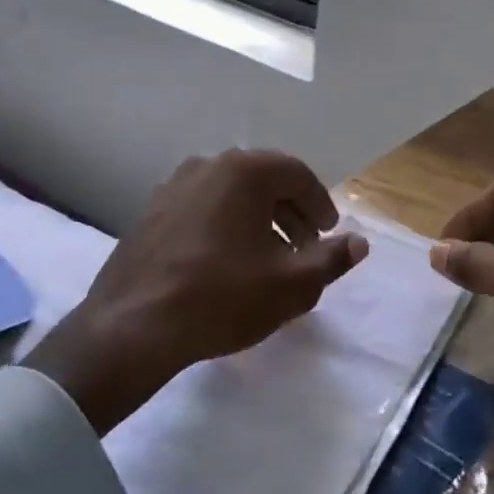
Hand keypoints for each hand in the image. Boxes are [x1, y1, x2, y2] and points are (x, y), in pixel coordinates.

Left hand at [30, 150, 368, 431]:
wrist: (133, 327)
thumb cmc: (222, 298)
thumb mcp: (292, 284)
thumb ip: (332, 258)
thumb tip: (360, 242)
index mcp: (243, 172)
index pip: (297, 174)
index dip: (320, 203)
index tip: (329, 232)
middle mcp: (207, 166)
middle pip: (263, 180)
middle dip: (290, 212)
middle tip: (304, 247)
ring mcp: (173, 187)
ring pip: (231, 194)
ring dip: (258, 219)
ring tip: (268, 258)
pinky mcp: (151, 212)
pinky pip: (203, 208)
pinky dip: (226, 225)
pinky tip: (227, 263)